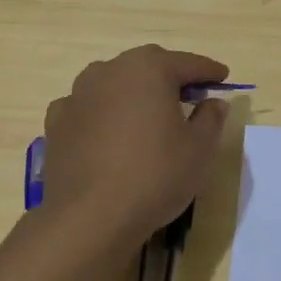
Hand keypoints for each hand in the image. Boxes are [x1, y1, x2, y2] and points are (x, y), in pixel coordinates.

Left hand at [41, 45, 230, 246]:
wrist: (89, 217)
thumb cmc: (155, 176)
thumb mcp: (199, 149)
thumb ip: (210, 118)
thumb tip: (213, 102)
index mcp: (149, 69)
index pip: (187, 63)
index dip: (208, 70)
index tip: (223, 77)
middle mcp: (110, 71)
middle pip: (147, 65)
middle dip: (169, 75)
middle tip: (189, 94)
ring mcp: (79, 94)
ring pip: (113, 82)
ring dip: (133, 91)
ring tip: (147, 112)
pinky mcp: (58, 121)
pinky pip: (87, 106)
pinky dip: (102, 112)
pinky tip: (108, 132)